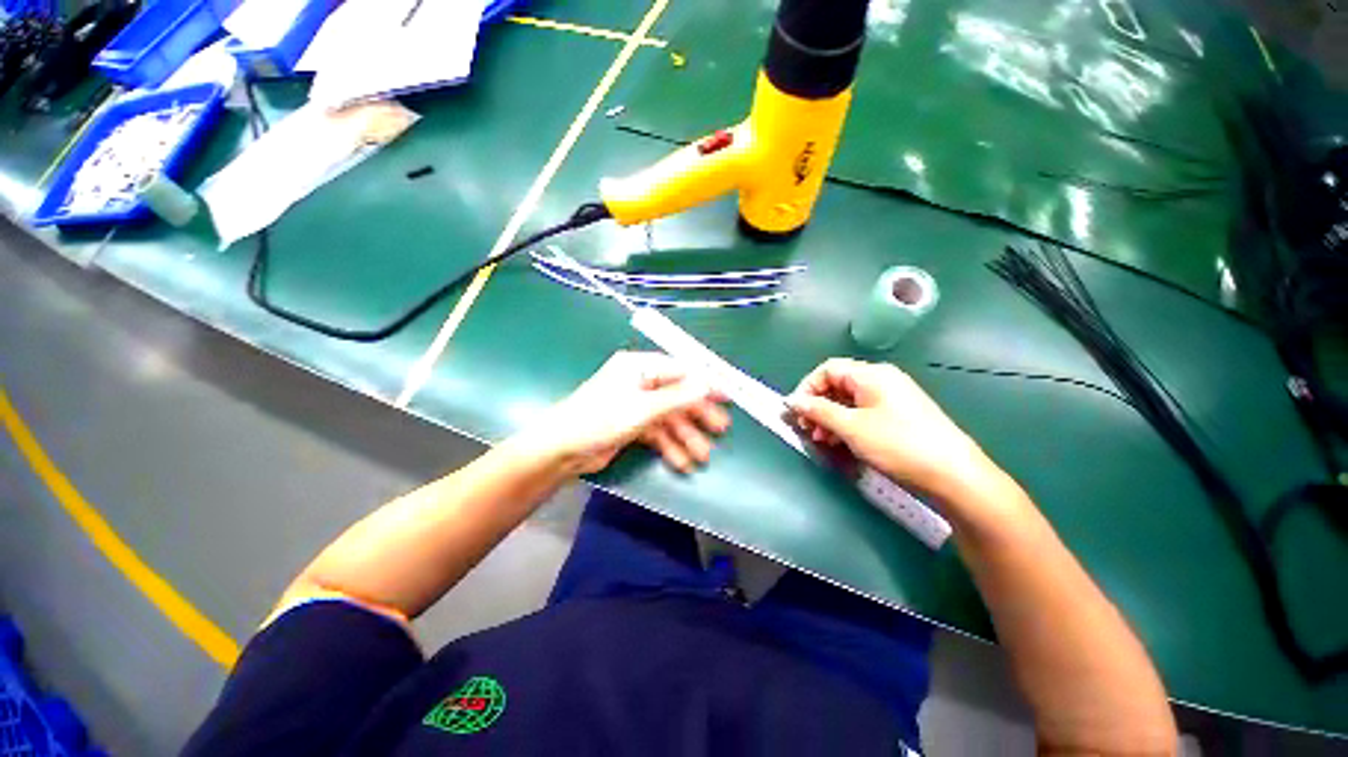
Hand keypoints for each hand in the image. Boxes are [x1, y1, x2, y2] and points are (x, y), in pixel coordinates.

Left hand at [523, 351, 730, 475]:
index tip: (728, 395)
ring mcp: (636, 404)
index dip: (706, 382)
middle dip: (698, 414)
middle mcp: (639, 381)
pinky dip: (669, 446)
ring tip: (703, 456)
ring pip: (669, 417)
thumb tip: (709, 384)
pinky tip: (682, 462)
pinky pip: (658, 432)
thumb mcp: (643, 408)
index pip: (681, 370)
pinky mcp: (632, 424)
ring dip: (685, 436)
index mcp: (639, 367)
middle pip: (677, 395)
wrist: (562, 450)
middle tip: (721, 429)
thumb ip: (678, 397)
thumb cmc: (601, 420)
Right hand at [786, 358, 999, 501]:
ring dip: (830, 418)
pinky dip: (847, 425)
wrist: (955, 475)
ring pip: (848, 401)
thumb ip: (819, 411)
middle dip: (817, 406)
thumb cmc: (899, 445)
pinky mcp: (899, 416)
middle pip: (837, 385)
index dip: (807, 388)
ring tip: (822, 441)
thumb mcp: (852, 428)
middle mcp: (881, 380)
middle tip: (807, 430)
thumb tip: (793, 401)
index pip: (827, 370)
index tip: (796, 412)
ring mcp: (892, 398)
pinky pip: (863, 413)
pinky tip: (841, 443)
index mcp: (870, 375)